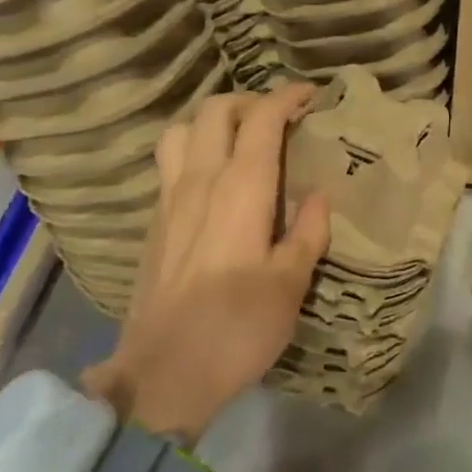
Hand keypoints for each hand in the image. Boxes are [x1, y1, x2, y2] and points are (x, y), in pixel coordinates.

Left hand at [82, 85, 329, 440]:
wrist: (162, 374)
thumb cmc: (237, 328)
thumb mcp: (290, 285)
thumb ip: (307, 232)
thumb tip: (319, 196)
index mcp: (240, 190)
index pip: (261, 120)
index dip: (286, 98)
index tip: (310, 96)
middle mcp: (199, 181)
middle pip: (214, 111)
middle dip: (248, 102)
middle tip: (277, 118)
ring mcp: (168, 200)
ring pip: (180, 131)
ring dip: (211, 121)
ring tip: (237, 140)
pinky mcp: (152, 222)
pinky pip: (168, 163)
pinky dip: (191, 150)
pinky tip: (211, 180)